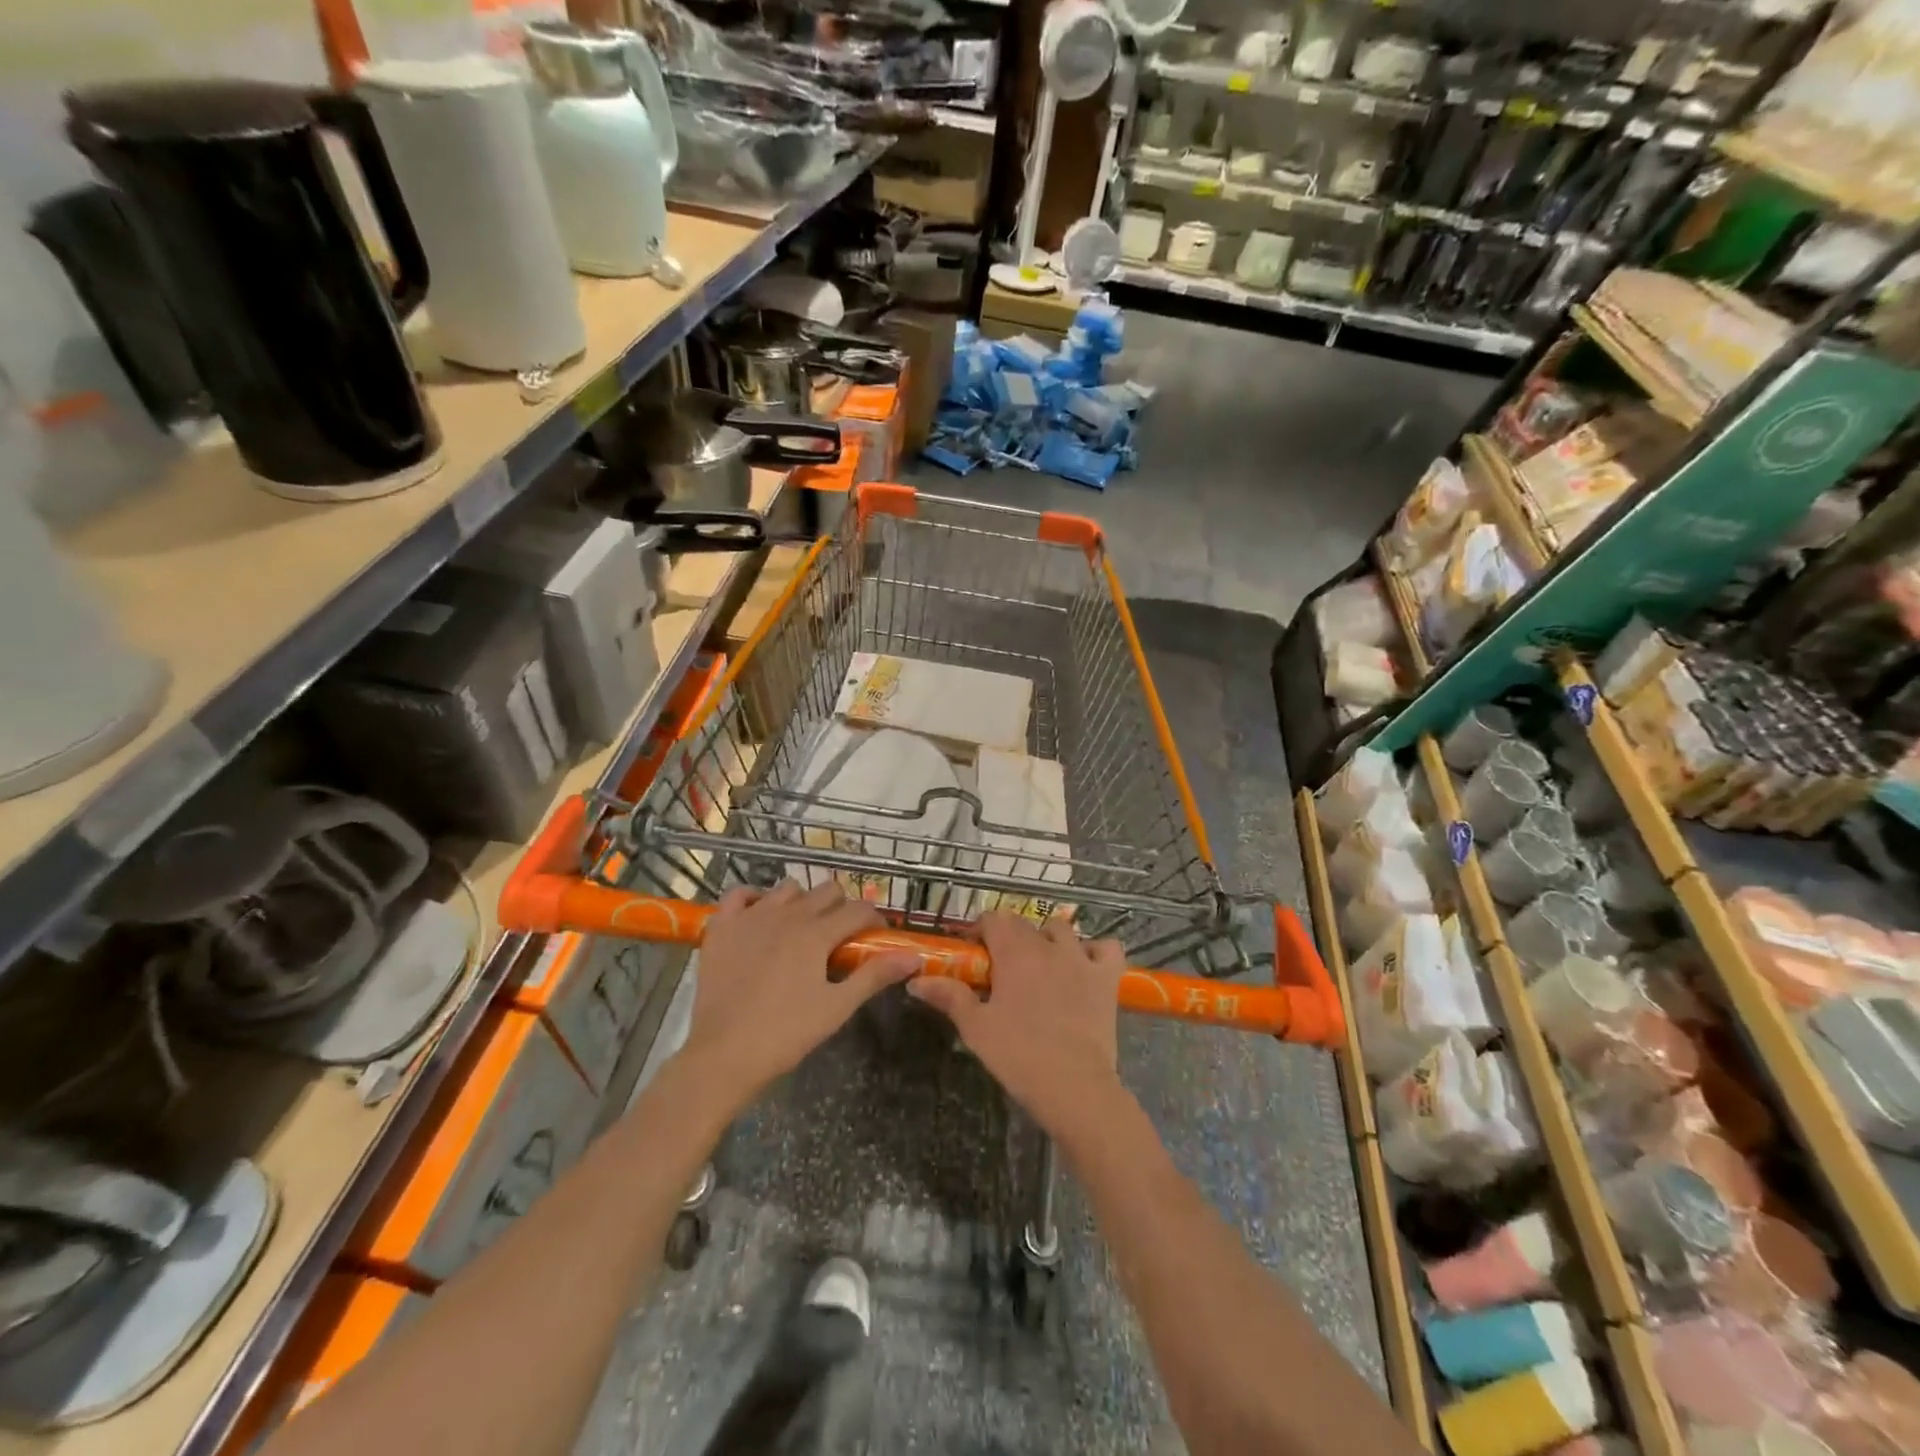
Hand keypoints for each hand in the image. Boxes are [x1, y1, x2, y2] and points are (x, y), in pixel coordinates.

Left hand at [681, 881, 917, 1110]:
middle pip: (827, 891)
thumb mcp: (837, 1007)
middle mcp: (787, 914)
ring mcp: (751, 916)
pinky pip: (739, 894)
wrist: (723, 1055)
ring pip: (788, 889)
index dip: (873, 920)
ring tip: (801, 930)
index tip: (875, 937)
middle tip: (840, 938)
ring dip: (802, 902)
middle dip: (841, 907)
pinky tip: (760, 917)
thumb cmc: (786, 1034)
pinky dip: (753, 899)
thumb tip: (913, 956)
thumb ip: (875, 975)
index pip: (858, 910)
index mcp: (817, 933)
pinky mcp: (722, 927)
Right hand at [907, 912, 1124, 1136]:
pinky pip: (1107, 948)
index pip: (993, 919)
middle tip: (1001, 970)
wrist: (1074, 1086)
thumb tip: (916, 981)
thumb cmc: (1018, 1055)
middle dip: (1010, 937)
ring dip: (1049, 940)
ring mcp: (1082, 958)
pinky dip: (1096, 952)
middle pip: (1025, 924)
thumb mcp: (976, 1027)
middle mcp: (1048, 945)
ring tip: (1042, 966)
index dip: (980, 931)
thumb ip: (949, 996)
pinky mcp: (1107, 977)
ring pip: (1063, 929)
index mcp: (1014, 952)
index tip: (973, 953)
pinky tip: (1085, 968)